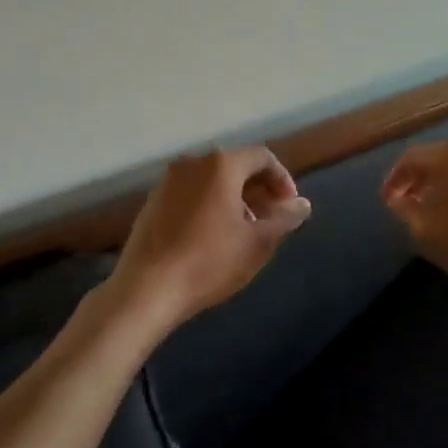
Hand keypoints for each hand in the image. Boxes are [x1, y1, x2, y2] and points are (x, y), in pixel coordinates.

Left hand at [108, 147, 311, 330]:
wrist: (145, 290)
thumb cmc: (209, 262)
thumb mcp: (258, 242)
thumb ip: (284, 218)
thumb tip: (302, 204)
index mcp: (221, 165)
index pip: (262, 157)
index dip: (283, 180)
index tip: (290, 208)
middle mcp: (193, 163)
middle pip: (236, 166)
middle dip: (259, 189)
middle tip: (271, 219)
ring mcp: (168, 182)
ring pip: (212, 180)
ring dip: (234, 198)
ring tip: (244, 231)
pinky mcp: (152, 202)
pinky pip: (191, 193)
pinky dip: (209, 205)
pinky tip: (212, 237)